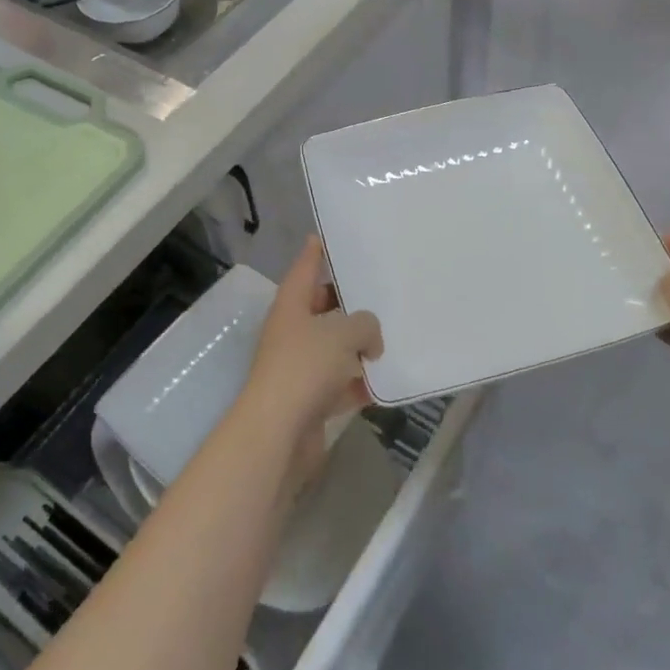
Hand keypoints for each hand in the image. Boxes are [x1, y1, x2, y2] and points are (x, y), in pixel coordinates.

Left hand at [239, 237, 382, 469]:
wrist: (278, 432)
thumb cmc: (305, 368)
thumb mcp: (344, 333)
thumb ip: (365, 324)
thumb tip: (370, 338)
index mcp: (291, 307)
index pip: (304, 270)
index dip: (314, 253)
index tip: (323, 237)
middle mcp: (291, 333)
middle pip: (320, 308)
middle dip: (346, 302)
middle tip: (376, 290)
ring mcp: (298, 368)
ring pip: (332, 347)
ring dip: (357, 345)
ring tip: (390, 335)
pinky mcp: (309, 399)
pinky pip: (339, 383)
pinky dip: (358, 382)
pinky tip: (384, 382)